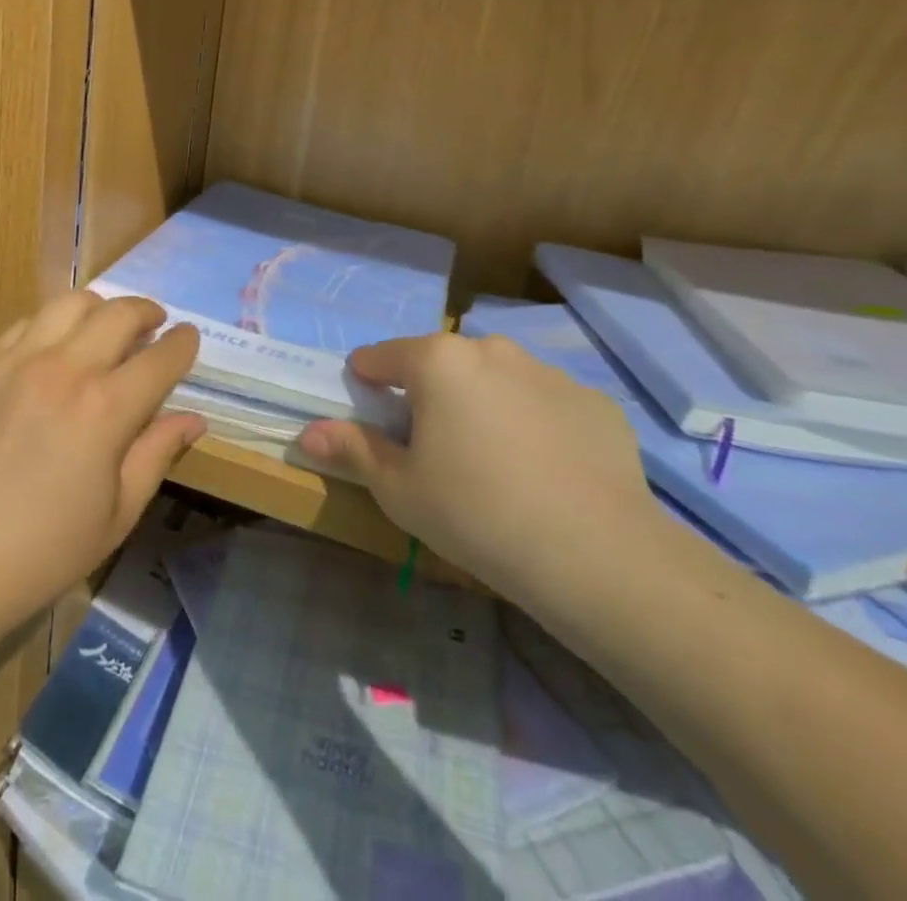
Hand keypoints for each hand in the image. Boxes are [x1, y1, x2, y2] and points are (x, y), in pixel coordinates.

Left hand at [0, 292, 204, 640]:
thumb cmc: (42, 552)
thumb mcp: (117, 514)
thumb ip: (156, 454)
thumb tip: (193, 419)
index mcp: (106, 410)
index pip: (160, 358)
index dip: (183, 344)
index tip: (190, 339)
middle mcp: (65, 369)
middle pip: (119, 313)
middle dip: (147, 312)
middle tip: (155, 324)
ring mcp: (17, 362)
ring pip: (69, 303)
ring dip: (99, 307)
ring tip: (105, 326)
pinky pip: (25, 323)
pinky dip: (52, 323)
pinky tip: (54, 345)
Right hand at [297, 332, 659, 605]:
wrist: (598, 556)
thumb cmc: (475, 514)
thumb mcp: (398, 489)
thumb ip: (352, 449)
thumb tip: (308, 432)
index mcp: (437, 361)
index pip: (381, 356)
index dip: (368, 383)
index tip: (372, 417)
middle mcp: (492, 350)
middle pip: (441, 363)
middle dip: (429, 394)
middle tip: (434, 449)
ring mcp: (549, 372)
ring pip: (496, 380)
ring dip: (482, 405)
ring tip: (493, 463)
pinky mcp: (594, 402)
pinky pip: (545, 404)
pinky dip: (534, 424)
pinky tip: (544, 473)